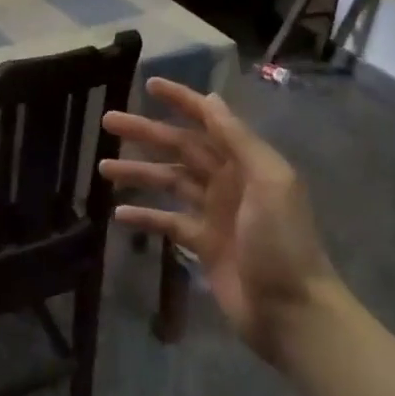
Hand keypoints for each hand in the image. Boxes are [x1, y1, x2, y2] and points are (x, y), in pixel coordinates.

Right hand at [100, 78, 338, 364]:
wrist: (291, 311)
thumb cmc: (282, 242)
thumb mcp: (269, 183)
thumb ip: (239, 141)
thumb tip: (213, 102)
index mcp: (247, 163)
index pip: (209, 121)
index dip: (182, 101)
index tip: (150, 84)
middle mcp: (229, 181)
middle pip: (181, 149)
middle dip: (146, 133)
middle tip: (108, 121)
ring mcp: (214, 213)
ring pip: (169, 183)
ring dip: (138, 173)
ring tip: (103, 167)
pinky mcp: (203, 244)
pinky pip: (168, 222)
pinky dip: (145, 216)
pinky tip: (118, 213)